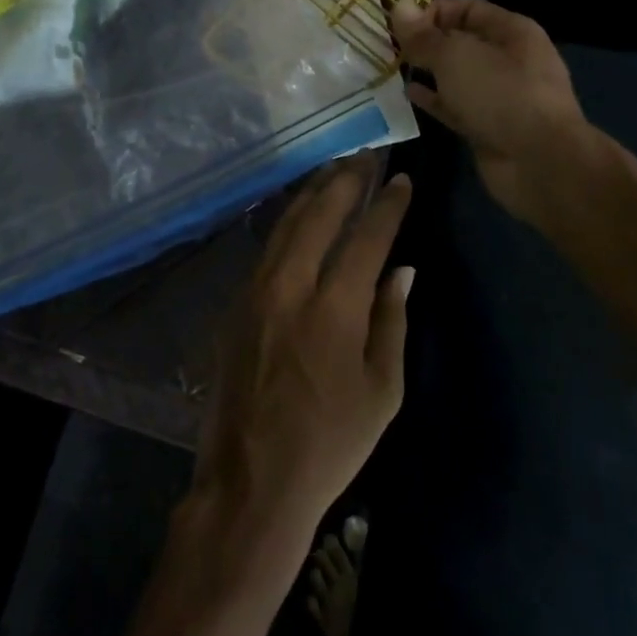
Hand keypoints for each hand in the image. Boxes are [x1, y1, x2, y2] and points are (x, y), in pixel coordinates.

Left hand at [191, 159, 412, 579]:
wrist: (251, 480)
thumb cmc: (329, 445)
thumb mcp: (382, 392)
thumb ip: (392, 322)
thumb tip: (401, 271)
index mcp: (332, 310)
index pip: (366, 238)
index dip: (387, 205)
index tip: (402, 179)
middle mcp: (289, 287)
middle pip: (319, 215)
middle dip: (345, 179)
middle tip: (366, 155)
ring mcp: (255, 292)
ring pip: (285, 225)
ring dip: (312, 193)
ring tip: (335, 170)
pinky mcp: (235, 304)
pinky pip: (266, 249)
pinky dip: (288, 222)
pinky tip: (300, 215)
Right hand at [391, 0, 585, 222]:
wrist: (539, 163)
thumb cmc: (501, 95)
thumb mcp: (456, 57)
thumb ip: (424, 35)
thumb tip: (398, 5)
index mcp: (512, 32)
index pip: (468, 8)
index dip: (432, 11)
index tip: (398, 24)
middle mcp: (509, 59)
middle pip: (461, 42)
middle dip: (426, 42)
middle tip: (388, 47)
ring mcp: (499, 95)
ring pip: (456, 75)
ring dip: (427, 72)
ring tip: (391, 69)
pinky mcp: (487, 125)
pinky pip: (455, 105)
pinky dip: (433, 99)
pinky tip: (407, 95)